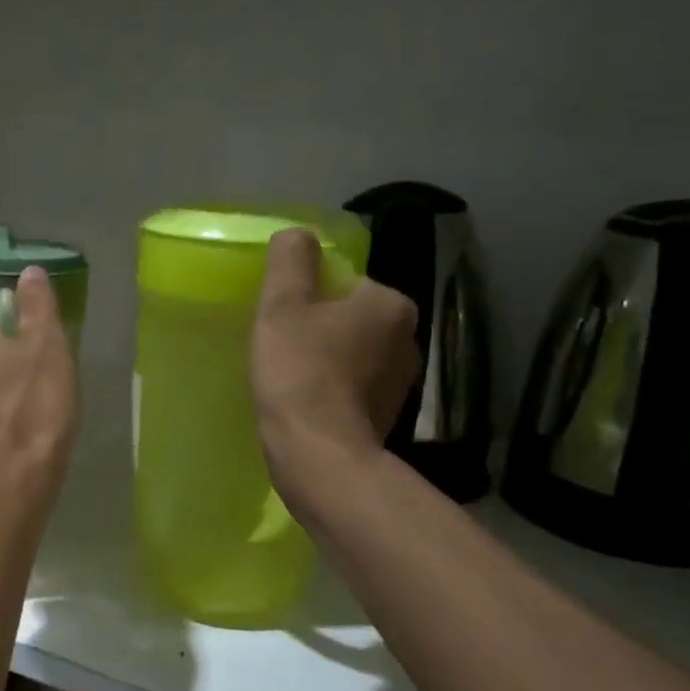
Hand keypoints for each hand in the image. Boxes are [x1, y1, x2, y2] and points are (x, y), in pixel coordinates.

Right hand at [251, 229, 420, 504]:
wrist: (319, 456)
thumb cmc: (300, 371)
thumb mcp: (283, 305)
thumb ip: (290, 261)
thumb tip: (297, 234)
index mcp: (390, 304)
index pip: (346, 283)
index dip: (309, 297)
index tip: (283, 319)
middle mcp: (408, 341)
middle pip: (352, 319)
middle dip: (321, 329)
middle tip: (282, 347)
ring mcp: (402, 385)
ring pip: (354, 356)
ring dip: (328, 362)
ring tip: (291, 379)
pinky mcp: (388, 420)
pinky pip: (354, 391)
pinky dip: (334, 393)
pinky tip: (306, 404)